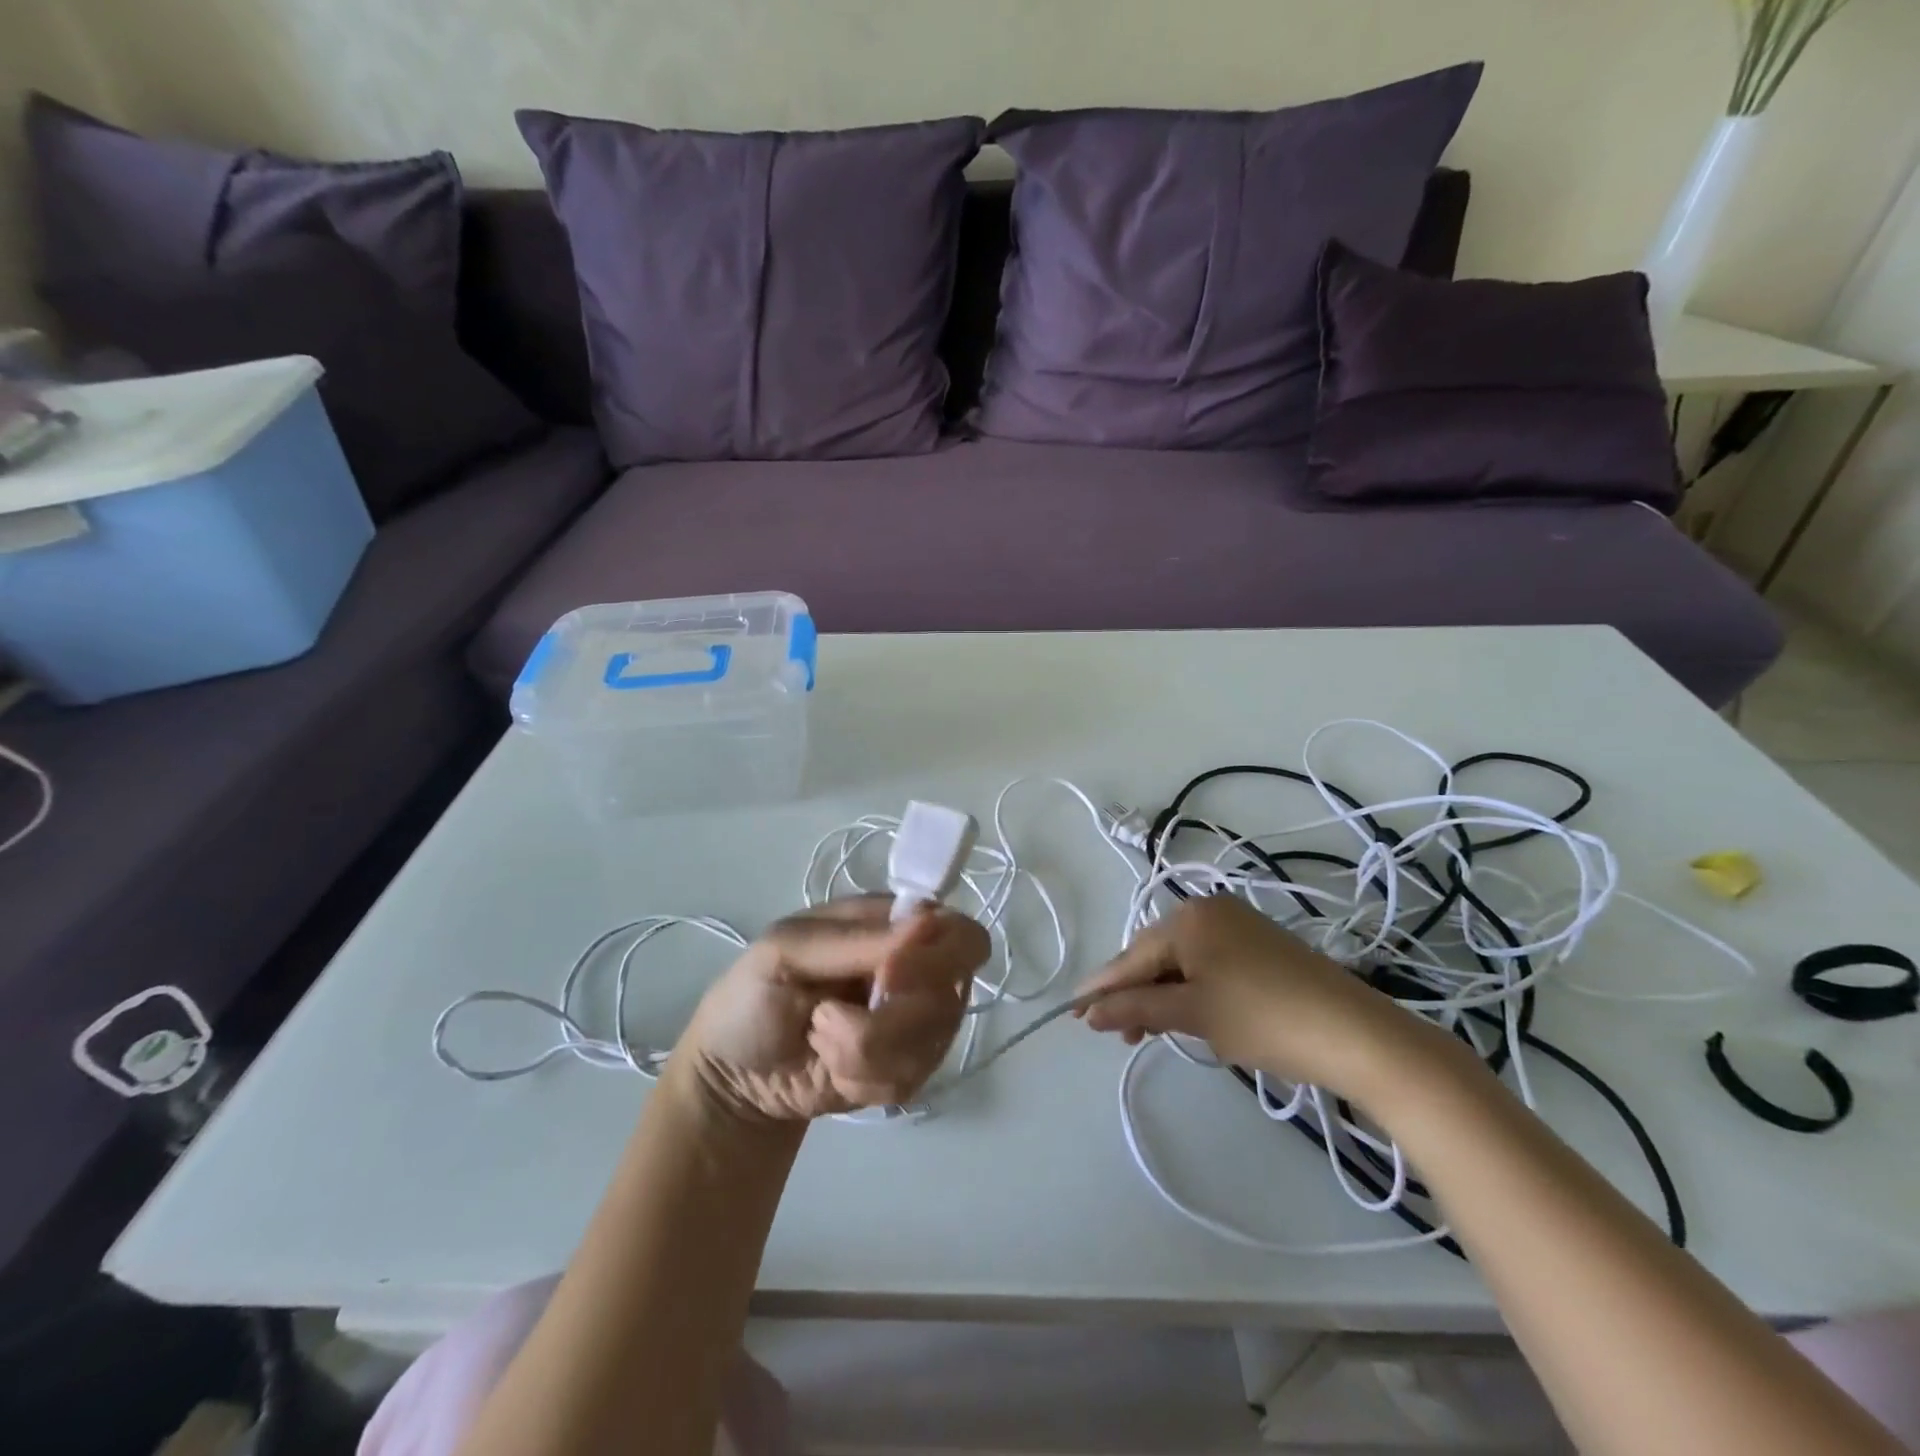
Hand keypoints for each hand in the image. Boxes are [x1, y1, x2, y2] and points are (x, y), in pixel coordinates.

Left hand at [678, 897, 989, 1122]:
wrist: (734, 1080)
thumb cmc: (752, 996)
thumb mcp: (785, 952)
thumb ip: (854, 939)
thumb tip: (928, 922)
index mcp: (890, 924)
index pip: (956, 930)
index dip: (936, 957)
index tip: (888, 978)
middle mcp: (914, 969)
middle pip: (954, 990)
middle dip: (894, 1017)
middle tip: (833, 1021)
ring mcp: (914, 1022)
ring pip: (932, 1041)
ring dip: (864, 1052)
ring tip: (820, 1040)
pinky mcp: (906, 1068)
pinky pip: (914, 1079)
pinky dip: (864, 1080)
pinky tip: (832, 1069)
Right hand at [1077, 894, 1441, 1100]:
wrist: (1356, 1034)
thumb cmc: (1264, 1019)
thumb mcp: (1194, 1014)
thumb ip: (1137, 1009)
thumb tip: (1088, 1012)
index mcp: (1189, 917)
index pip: (1132, 955)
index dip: (1102, 987)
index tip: (1073, 1013)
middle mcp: (1209, 910)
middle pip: (1154, 954)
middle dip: (1133, 993)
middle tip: (1115, 1032)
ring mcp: (1238, 925)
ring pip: (1181, 961)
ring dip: (1160, 994)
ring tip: (1146, 1032)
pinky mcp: (1260, 945)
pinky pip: (1207, 963)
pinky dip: (1190, 988)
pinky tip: (1184, 1013)